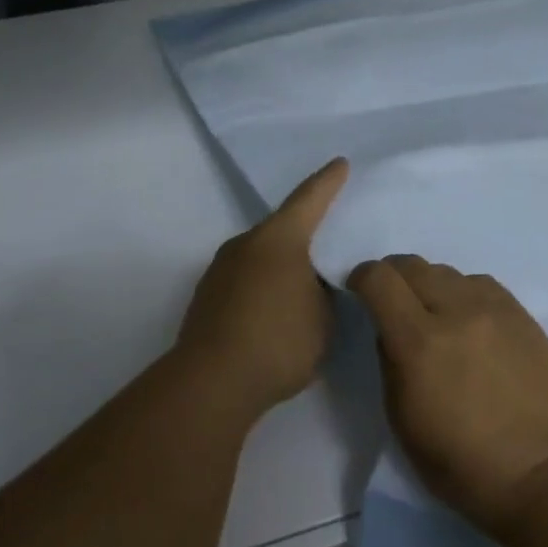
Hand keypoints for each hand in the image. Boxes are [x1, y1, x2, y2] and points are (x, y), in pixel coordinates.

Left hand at [175, 159, 349, 415]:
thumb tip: (314, 285)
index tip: (340, 164)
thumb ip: (326, 293)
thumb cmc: (280, 341)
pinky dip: (263, 288)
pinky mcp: (206, 297)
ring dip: (282, 267)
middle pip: (282, 229)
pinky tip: (274, 314)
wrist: (213, 382)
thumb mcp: (325, 318)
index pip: (309, 200)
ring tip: (304, 290)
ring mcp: (220, 270)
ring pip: (261, 257)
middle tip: (329, 245)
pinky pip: (245, 280)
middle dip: (305, 235)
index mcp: (279, 239)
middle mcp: (245, 244)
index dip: (328, 182)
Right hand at [348, 255, 547, 530]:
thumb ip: (389, 360)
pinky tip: (468, 320)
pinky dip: (464, 293)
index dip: (362, 278)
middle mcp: (456, 311)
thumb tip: (389, 329)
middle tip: (393, 301)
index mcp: (418, 342)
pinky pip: (481, 284)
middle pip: (412, 265)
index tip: (359, 291)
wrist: (539, 471)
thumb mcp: (401, 418)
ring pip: (448, 271)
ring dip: (431, 285)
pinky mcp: (522, 314)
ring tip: (435, 314)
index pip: (379, 279)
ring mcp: (494, 309)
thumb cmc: (459, 461)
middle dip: (393, 276)